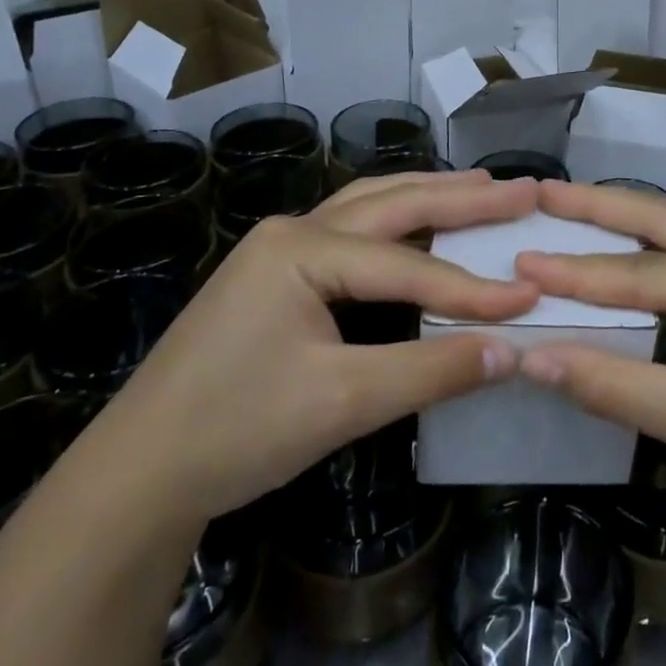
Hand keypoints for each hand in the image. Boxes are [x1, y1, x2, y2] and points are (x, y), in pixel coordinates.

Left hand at [93, 171, 540, 529]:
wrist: (134, 477)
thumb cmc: (235, 431)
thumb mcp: (343, 402)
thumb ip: (432, 369)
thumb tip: (512, 351)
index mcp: (303, 248)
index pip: (409, 266)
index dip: (473, 287)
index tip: (531, 296)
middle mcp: (294, 230)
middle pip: (394, 203)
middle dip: (463, 198)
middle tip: (523, 189)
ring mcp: (280, 248)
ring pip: (371, 206)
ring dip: (429, 196)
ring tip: (481, 188)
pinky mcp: (276, 274)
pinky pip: (353, 231)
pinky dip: (398, 223)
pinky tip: (419, 226)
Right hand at [515, 180, 665, 544]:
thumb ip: (612, 385)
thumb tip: (532, 358)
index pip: (645, 272)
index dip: (579, 273)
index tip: (521, 260)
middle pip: (665, 221)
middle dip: (602, 206)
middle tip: (545, 193)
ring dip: (626, 223)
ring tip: (573, 210)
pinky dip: (650, 257)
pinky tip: (624, 258)